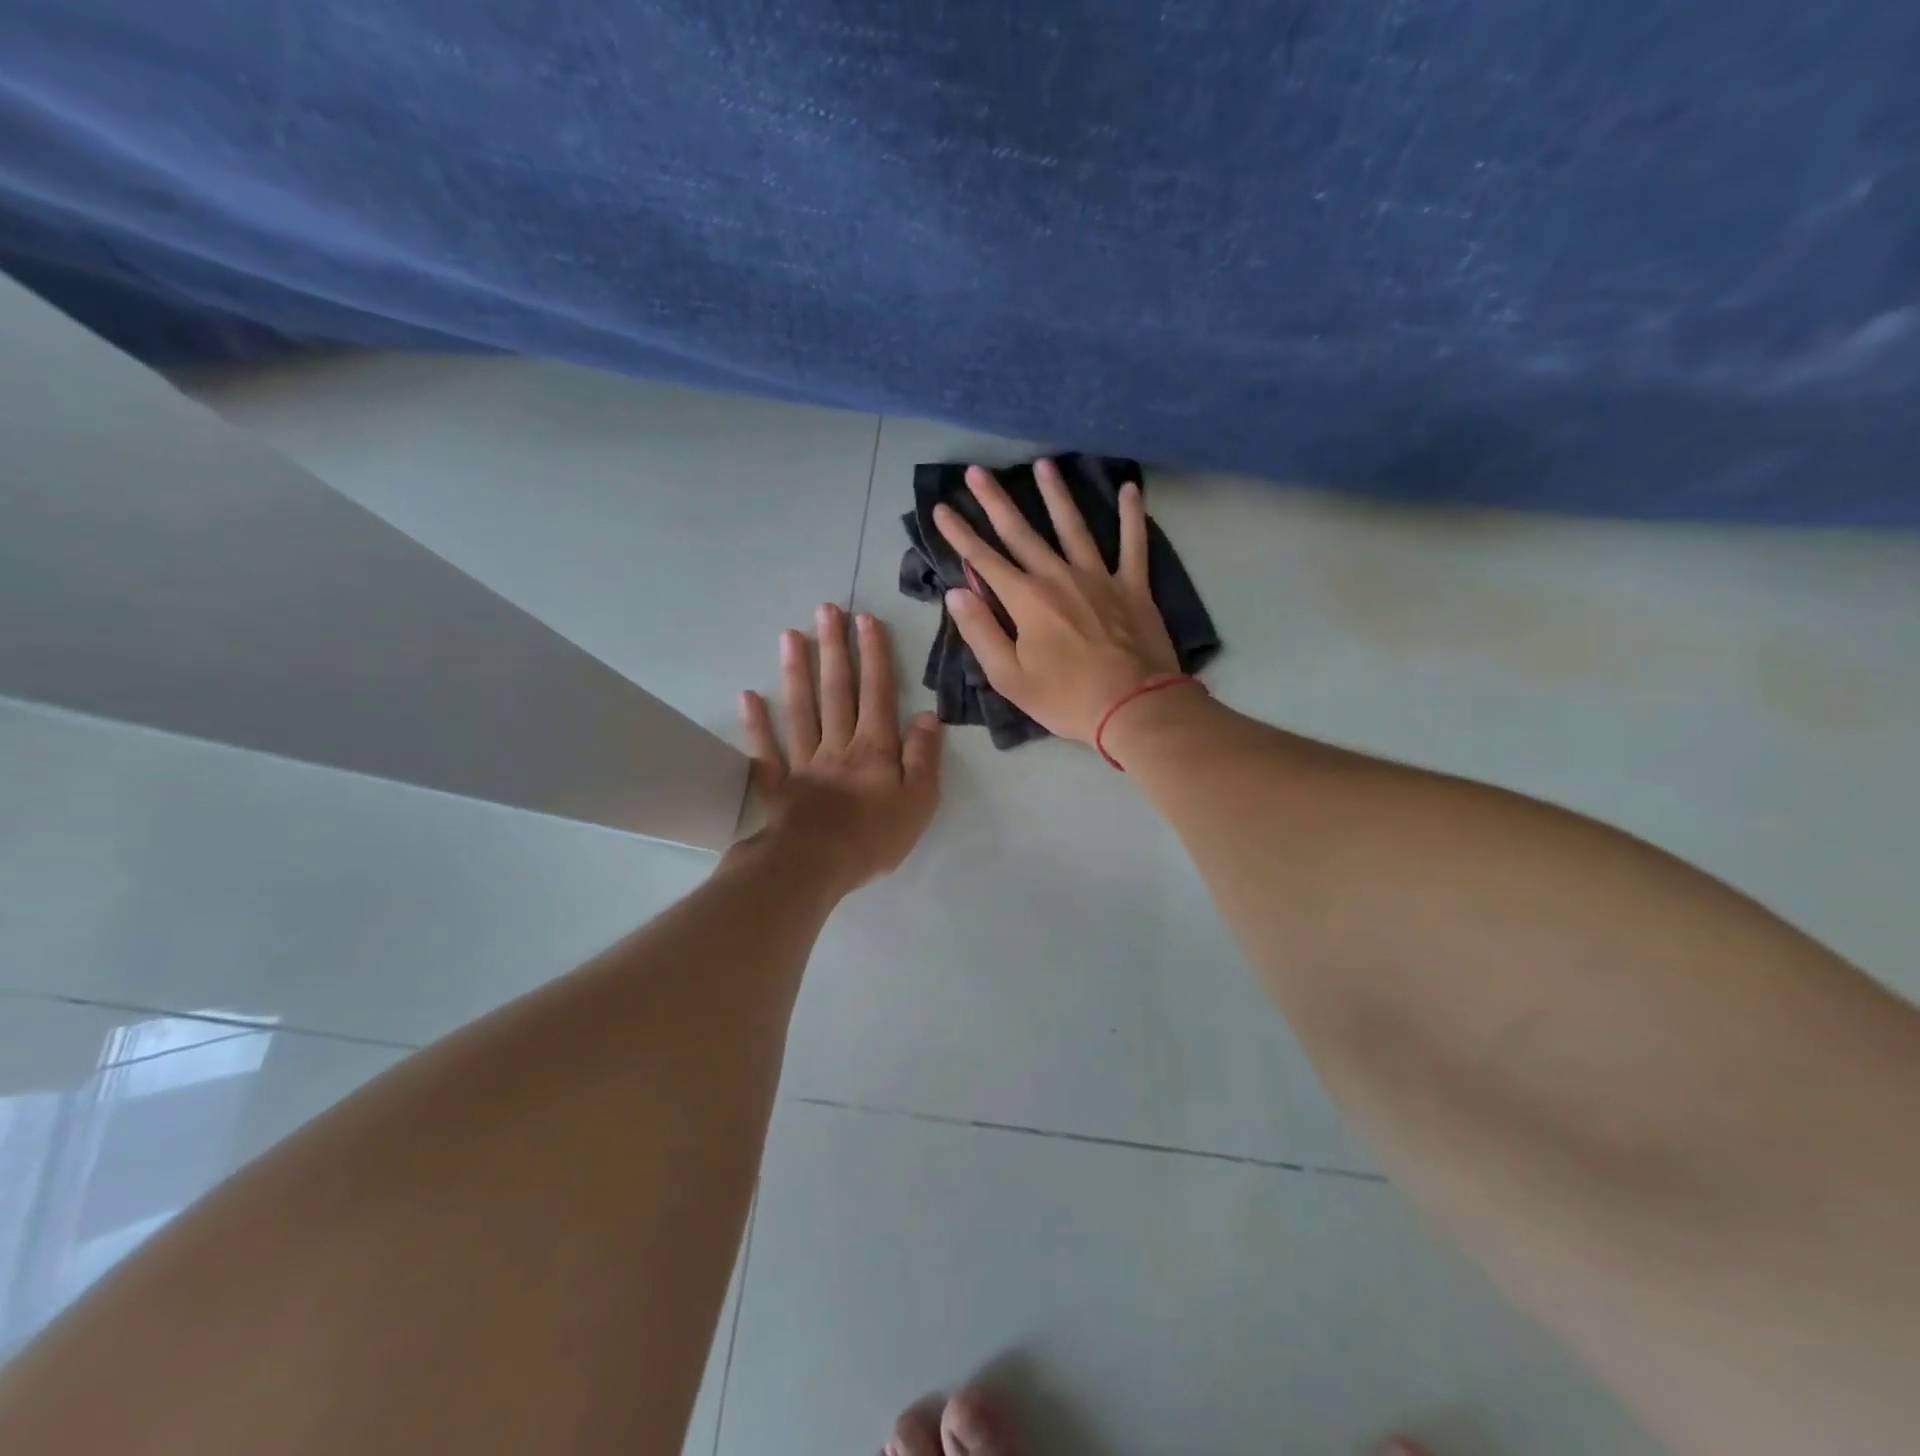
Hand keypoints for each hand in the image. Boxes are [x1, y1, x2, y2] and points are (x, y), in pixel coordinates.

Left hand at [739, 603, 942, 890]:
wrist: (817, 866)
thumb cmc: (875, 836)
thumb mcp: (919, 800)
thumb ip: (924, 757)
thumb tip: (928, 716)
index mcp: (874, 749)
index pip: (877, 693)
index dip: (874, 656)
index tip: (866, 620)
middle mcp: (838, 746)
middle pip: (836, 691)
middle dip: (834, 649)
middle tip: (826, 610)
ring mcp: (804, 764)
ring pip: (800, 711)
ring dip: (796, 672)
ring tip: (791, 635)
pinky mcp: (778, 787)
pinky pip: (766, 752)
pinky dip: (756, 725)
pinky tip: (748, 696)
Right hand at [933, 460, 1180, 744]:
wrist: (1134, 708)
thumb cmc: (1066, 699)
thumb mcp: (1010, 678)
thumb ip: (981, 632)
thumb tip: (956, 593)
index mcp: (1026, 600)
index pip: (983, 560)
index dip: (959, 534)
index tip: (941, 508)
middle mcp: (1059, 577)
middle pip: (1021, 532)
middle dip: (995, 501)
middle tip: (977, 470)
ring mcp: (1099, 578)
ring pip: (1073, 526)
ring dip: (1056, 494)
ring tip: (1043, 464)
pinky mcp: (1133, 587)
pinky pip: (1133, 543)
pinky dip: (1132, 515)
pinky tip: (1129, 488)